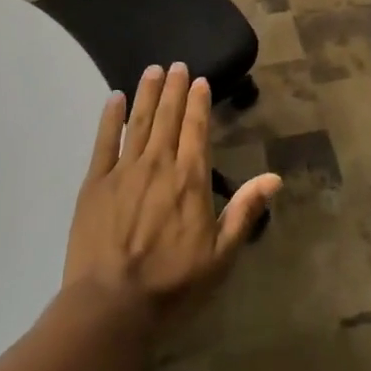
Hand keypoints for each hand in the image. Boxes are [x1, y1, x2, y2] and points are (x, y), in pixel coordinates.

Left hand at [62, 62, 280, 319]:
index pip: (197, 130)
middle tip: (177, 64)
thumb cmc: (173, 284)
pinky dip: (110, 118)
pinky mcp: (95, 184)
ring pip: (139, 122)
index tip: (200, 80)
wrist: (111, 305)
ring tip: (153, 70)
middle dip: (175, 89)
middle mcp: (159, 165)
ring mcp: (124, 171)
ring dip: (147, 94)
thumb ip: (245, 211)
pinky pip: (104, 141)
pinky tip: (114, 99)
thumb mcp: (221, 255)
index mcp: (190, 180)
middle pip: (168, 118)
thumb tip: (275, 178)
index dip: (199, 103)